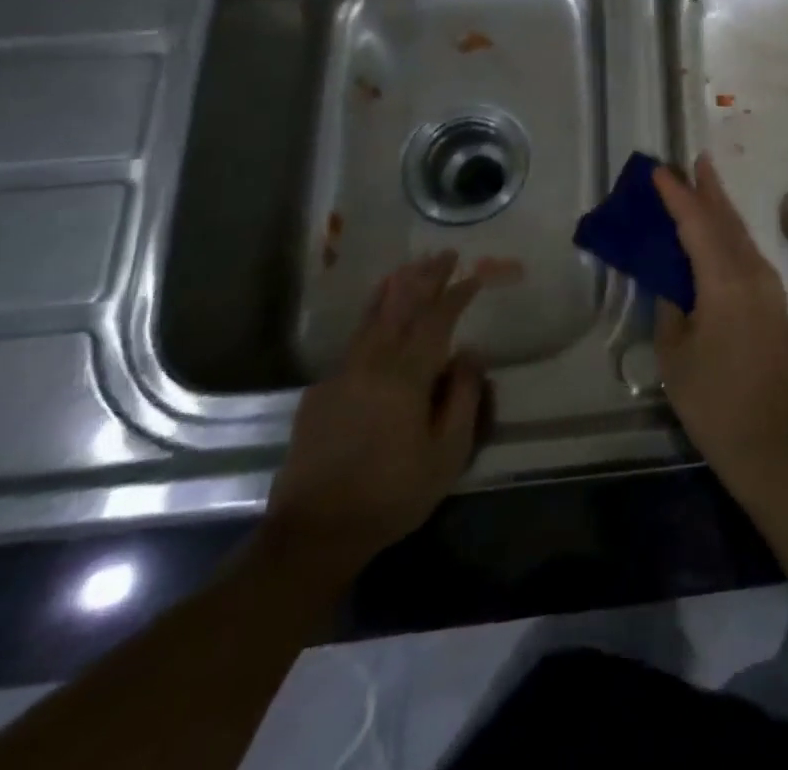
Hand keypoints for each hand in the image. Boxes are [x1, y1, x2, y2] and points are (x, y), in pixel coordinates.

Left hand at [257, 252, 484, 592]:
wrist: (313, 533)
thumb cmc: (391, 494)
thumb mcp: (447, 454)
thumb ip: (462, 398)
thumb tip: (470, 354)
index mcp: (405, 376)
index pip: (436, 320)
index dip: (456, 293)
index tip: (474, 274)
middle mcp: (371, 364)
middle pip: (400, 308)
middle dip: (424, 278)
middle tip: (443, 254)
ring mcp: (340, 377)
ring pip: (370, 320)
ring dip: (393, 290)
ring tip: (407, 268)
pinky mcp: (320, 394)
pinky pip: (352, 343)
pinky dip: (369, 319)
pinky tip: (375, 320)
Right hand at [653, 155, 787, 497]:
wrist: (769, 441)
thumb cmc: (713, 400)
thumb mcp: (675, 353)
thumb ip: (672, 305)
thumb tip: (673, 280)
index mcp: (725, 282)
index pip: (698, 224)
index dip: (677, 195)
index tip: (658, 171)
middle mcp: (753, 274)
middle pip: (727, 220)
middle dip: (709, 189)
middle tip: (693, 161)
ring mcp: (769, 287)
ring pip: (741, 235)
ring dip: (721, 209)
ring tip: (703, 184)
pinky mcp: (774, 302)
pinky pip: (747, 254)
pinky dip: (729, 235)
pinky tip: (717, 233)